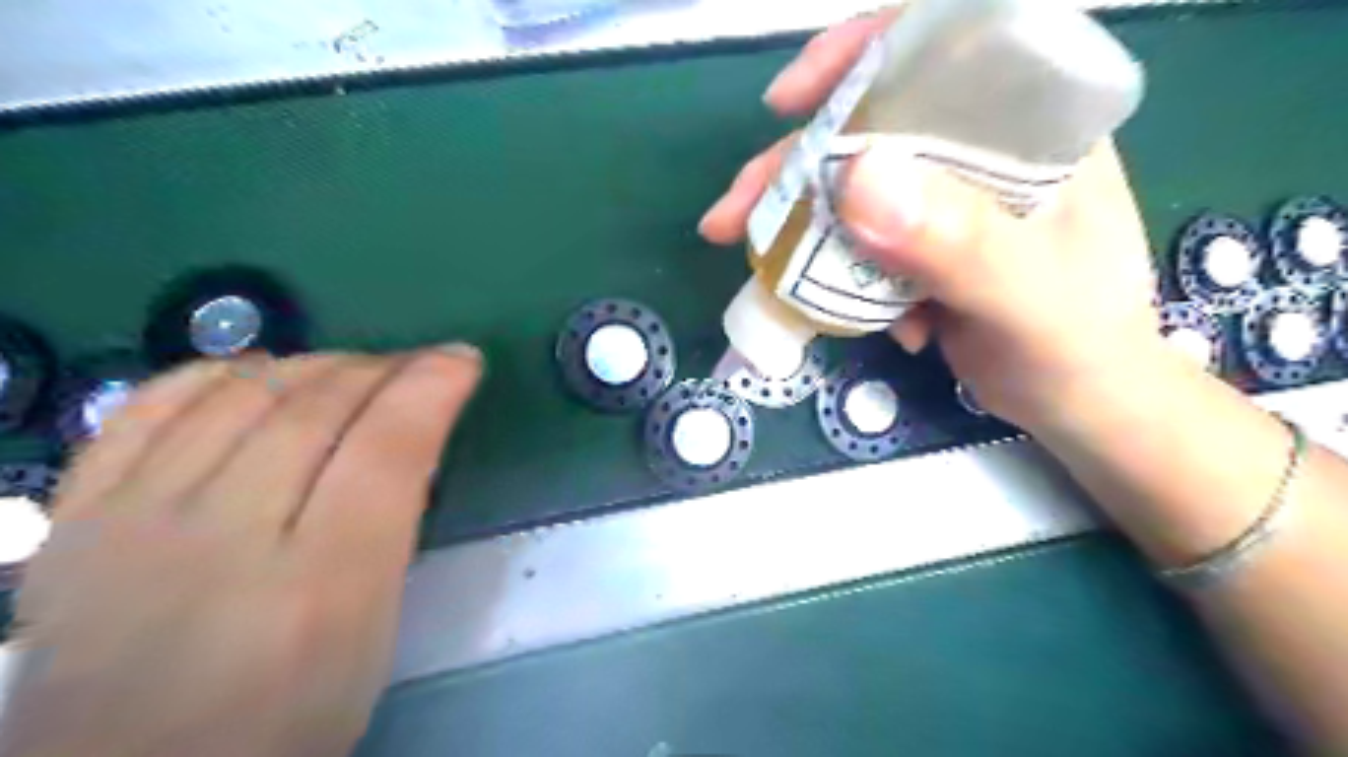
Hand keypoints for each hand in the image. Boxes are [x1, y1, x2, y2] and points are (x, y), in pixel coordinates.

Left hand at [0, 345, 485, 756]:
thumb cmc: (287, 717)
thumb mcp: (375, 634)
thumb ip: (394, 526)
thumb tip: (409, 436)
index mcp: (319, 588)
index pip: (386, 451)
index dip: (431, 388)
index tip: (462, 361)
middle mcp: (223, 543)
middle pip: (315, 410)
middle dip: (383, 368)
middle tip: (417, 364)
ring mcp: (134, 523)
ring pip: (240, 393)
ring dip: (317, 363)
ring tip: (353, 368)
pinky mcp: (79, 517)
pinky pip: (149, 406)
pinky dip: (217, 372)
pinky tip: (261, 372)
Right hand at [700, 12, 1153, 431]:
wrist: (1078, 406)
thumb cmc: (1079, 347)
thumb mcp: (1027, 297)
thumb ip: (958, 241)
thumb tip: (855, 178)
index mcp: (1028, 128)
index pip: (940, 50)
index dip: (857, 57)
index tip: (789, 100)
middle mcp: (979, 151)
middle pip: (869, 126)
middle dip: (795, 165)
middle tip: (737, 211)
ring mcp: (943, 201)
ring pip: (851, 188)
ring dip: (800, 224)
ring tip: (757, 263)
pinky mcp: (919, 245)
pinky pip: (856, 241)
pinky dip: (836, 274)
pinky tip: (858, 318)